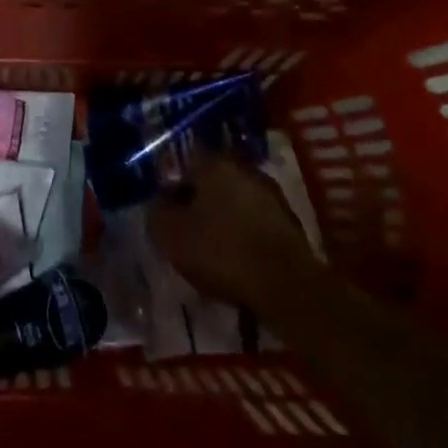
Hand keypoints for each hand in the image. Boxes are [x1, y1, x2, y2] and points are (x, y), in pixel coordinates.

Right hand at [148, 151, 319, 309]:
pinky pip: (256, 221)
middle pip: (213, 180)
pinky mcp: (290, 221)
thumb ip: (158, 211)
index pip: (186, 162)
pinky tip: (238, 258)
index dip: (174, 185)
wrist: (285, 285)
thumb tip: (161, 202)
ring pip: (237, 200)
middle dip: (201, 201)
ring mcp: (271, 193)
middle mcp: (245, 168)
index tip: (168, 210)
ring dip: (225, 217)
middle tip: (189, 228)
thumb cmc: (221, 251)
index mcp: (214, 163)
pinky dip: (246, 234)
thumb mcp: (170, 234)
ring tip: (213, 248)